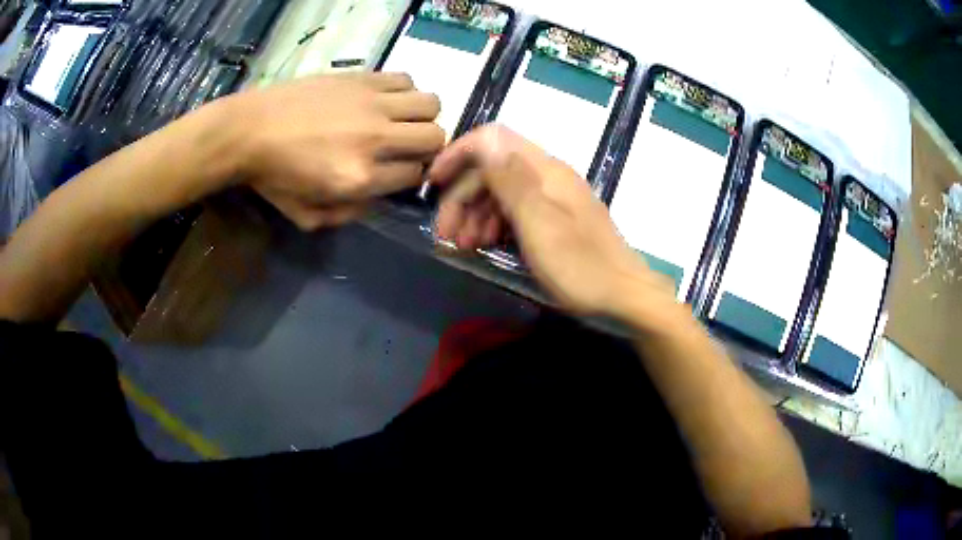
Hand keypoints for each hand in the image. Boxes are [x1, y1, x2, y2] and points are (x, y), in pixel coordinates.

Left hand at [229, 73, 445, 230]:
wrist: (247, 131)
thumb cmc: (272, 177)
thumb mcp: (306, 216)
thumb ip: (348, 215)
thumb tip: (376, 196)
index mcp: (360, 178)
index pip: (414, 175)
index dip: (411, 176)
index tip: (399, 172)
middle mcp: (375, 138)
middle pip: (434, 137)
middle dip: (426, 147)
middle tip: (405, 146)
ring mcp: (370, 104)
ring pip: (430, 103)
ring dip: (421, 115)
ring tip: (400, 119)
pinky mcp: (361, 79)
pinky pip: (404, 79)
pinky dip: (403, 91)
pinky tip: (384, 100)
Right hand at [430, 125, 676, 319]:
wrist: (625, 297)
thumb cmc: (582, 266)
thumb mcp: (540, 225)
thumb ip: (510, 181)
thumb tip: (484, 140)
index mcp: (545, 170)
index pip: (493, 139)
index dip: (459, 154)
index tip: (434, 182)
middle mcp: (548, 177)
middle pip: (492, 169)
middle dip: (462, 196)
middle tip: (445, 234)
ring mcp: (553, 198)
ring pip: (502, 192)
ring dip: (475, 214)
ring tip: (464, 245)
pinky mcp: (557, 220)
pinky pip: (516, 211)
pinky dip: (495, 224)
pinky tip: (487, 245)